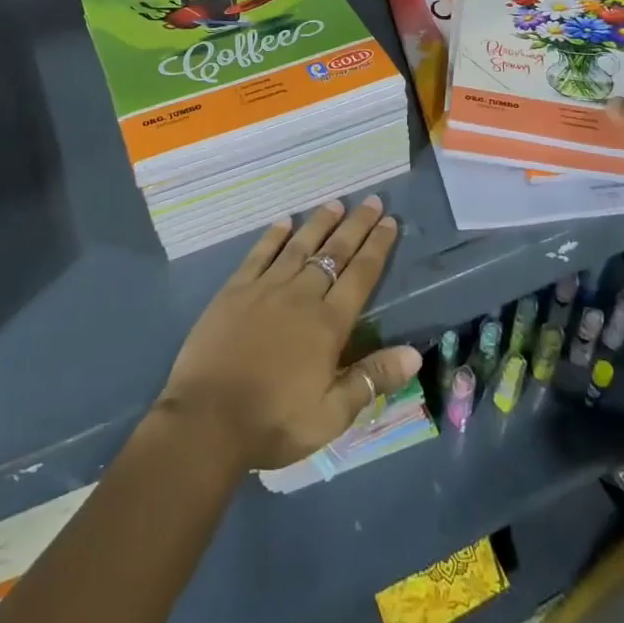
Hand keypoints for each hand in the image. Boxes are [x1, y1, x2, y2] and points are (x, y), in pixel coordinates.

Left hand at [155, 197, 421, 472]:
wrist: (207, 419)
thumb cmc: (274, 421)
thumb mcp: (332, 415)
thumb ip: (372, 379)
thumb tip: (415, 353)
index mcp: (328, 324)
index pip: (361, 276)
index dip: (377, 247)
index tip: (390, 221)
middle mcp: (300, 296)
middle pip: (334, 253)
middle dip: (355, 225)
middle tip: (371, 200)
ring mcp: (264, 289)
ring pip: (298, 247)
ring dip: (318, 223)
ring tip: (335, 203)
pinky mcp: (234, 291)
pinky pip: (259, 255)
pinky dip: (273, 236)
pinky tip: (284, 221)